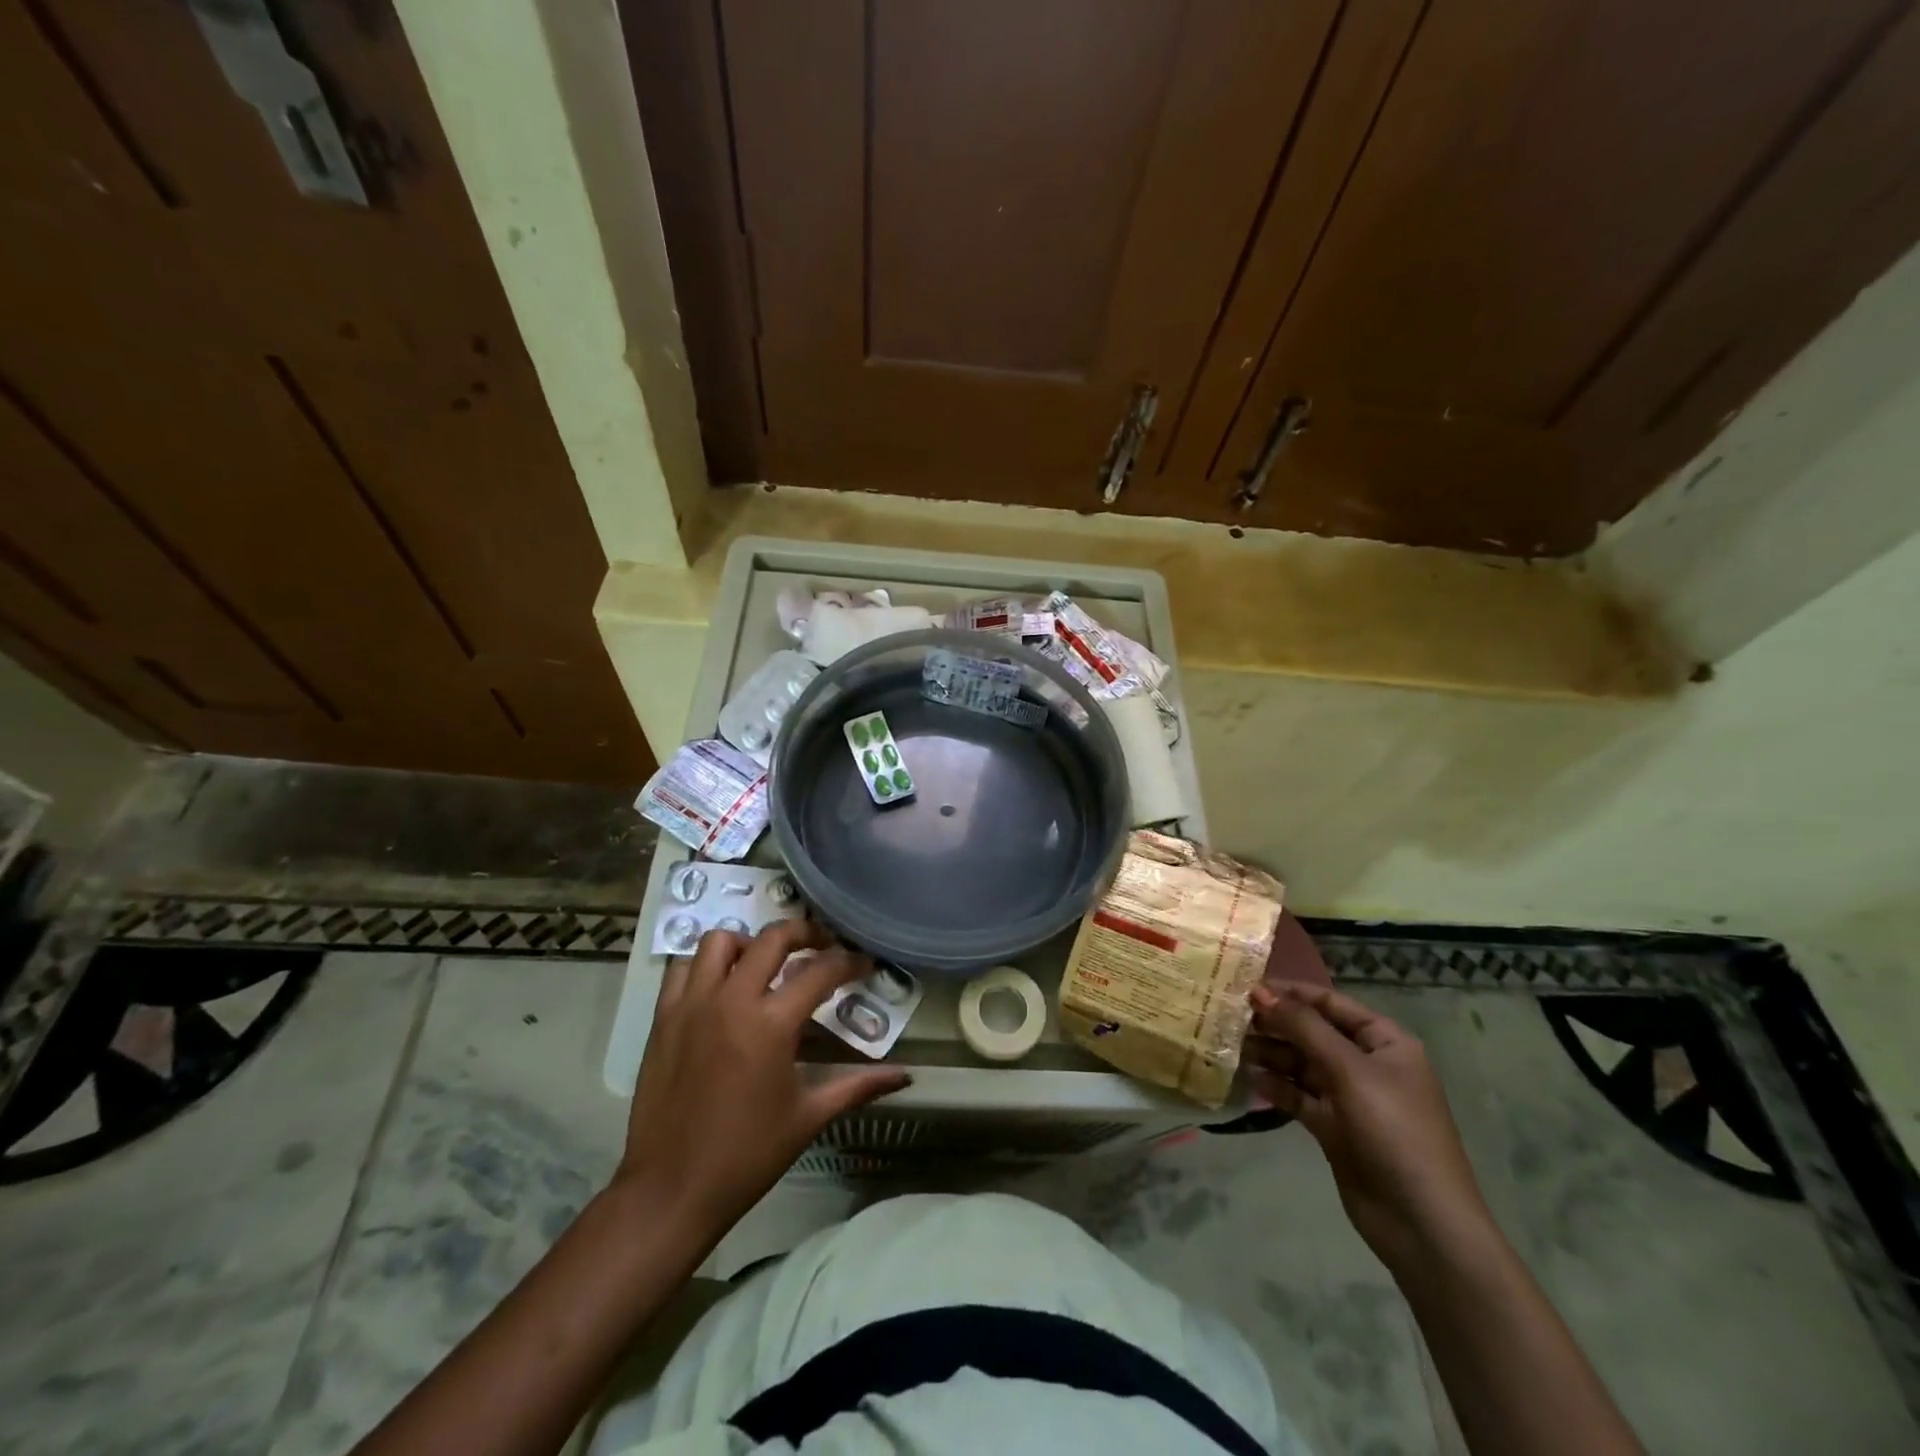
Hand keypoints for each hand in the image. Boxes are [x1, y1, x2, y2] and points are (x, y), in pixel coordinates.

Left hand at [616, 920, 908, 1242]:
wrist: (669, 1191)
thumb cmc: (746, 1156)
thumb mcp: (808, 1118)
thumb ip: (857, 1086)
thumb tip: (904, 1076)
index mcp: (771, 1024)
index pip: (820, 971)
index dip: (849, 962)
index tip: (864, 963)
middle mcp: (731, 999)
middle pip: (773, 938)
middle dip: (805, 932)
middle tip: (823, 945)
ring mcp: (692, 1004)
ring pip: (721, 941)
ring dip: (749, 943)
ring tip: (765, 963)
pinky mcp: (663, 1017)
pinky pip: (682, 967)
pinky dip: (705, 964)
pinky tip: (721, 984)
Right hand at [1248, 983, 1492, 1272]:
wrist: (1421, 1223)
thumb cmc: (1394, 1131)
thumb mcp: (1349, 1070)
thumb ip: (1303, 1027)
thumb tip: (1260, 992)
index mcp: (1385, 1042)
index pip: (1331, 1003)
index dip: (1291, 993)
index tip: (1248, 986)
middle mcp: (1367, 1064)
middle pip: (1313, 1032)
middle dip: (1276, 1023)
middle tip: (1231, 1015)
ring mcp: (1350, 1097)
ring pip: (1302, 1064)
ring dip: (1271, 1054)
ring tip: (1233, 1045)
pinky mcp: (1334, 1127)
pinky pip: (1299, 1096)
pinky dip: (1276, 1086)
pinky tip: (1250, 1078)